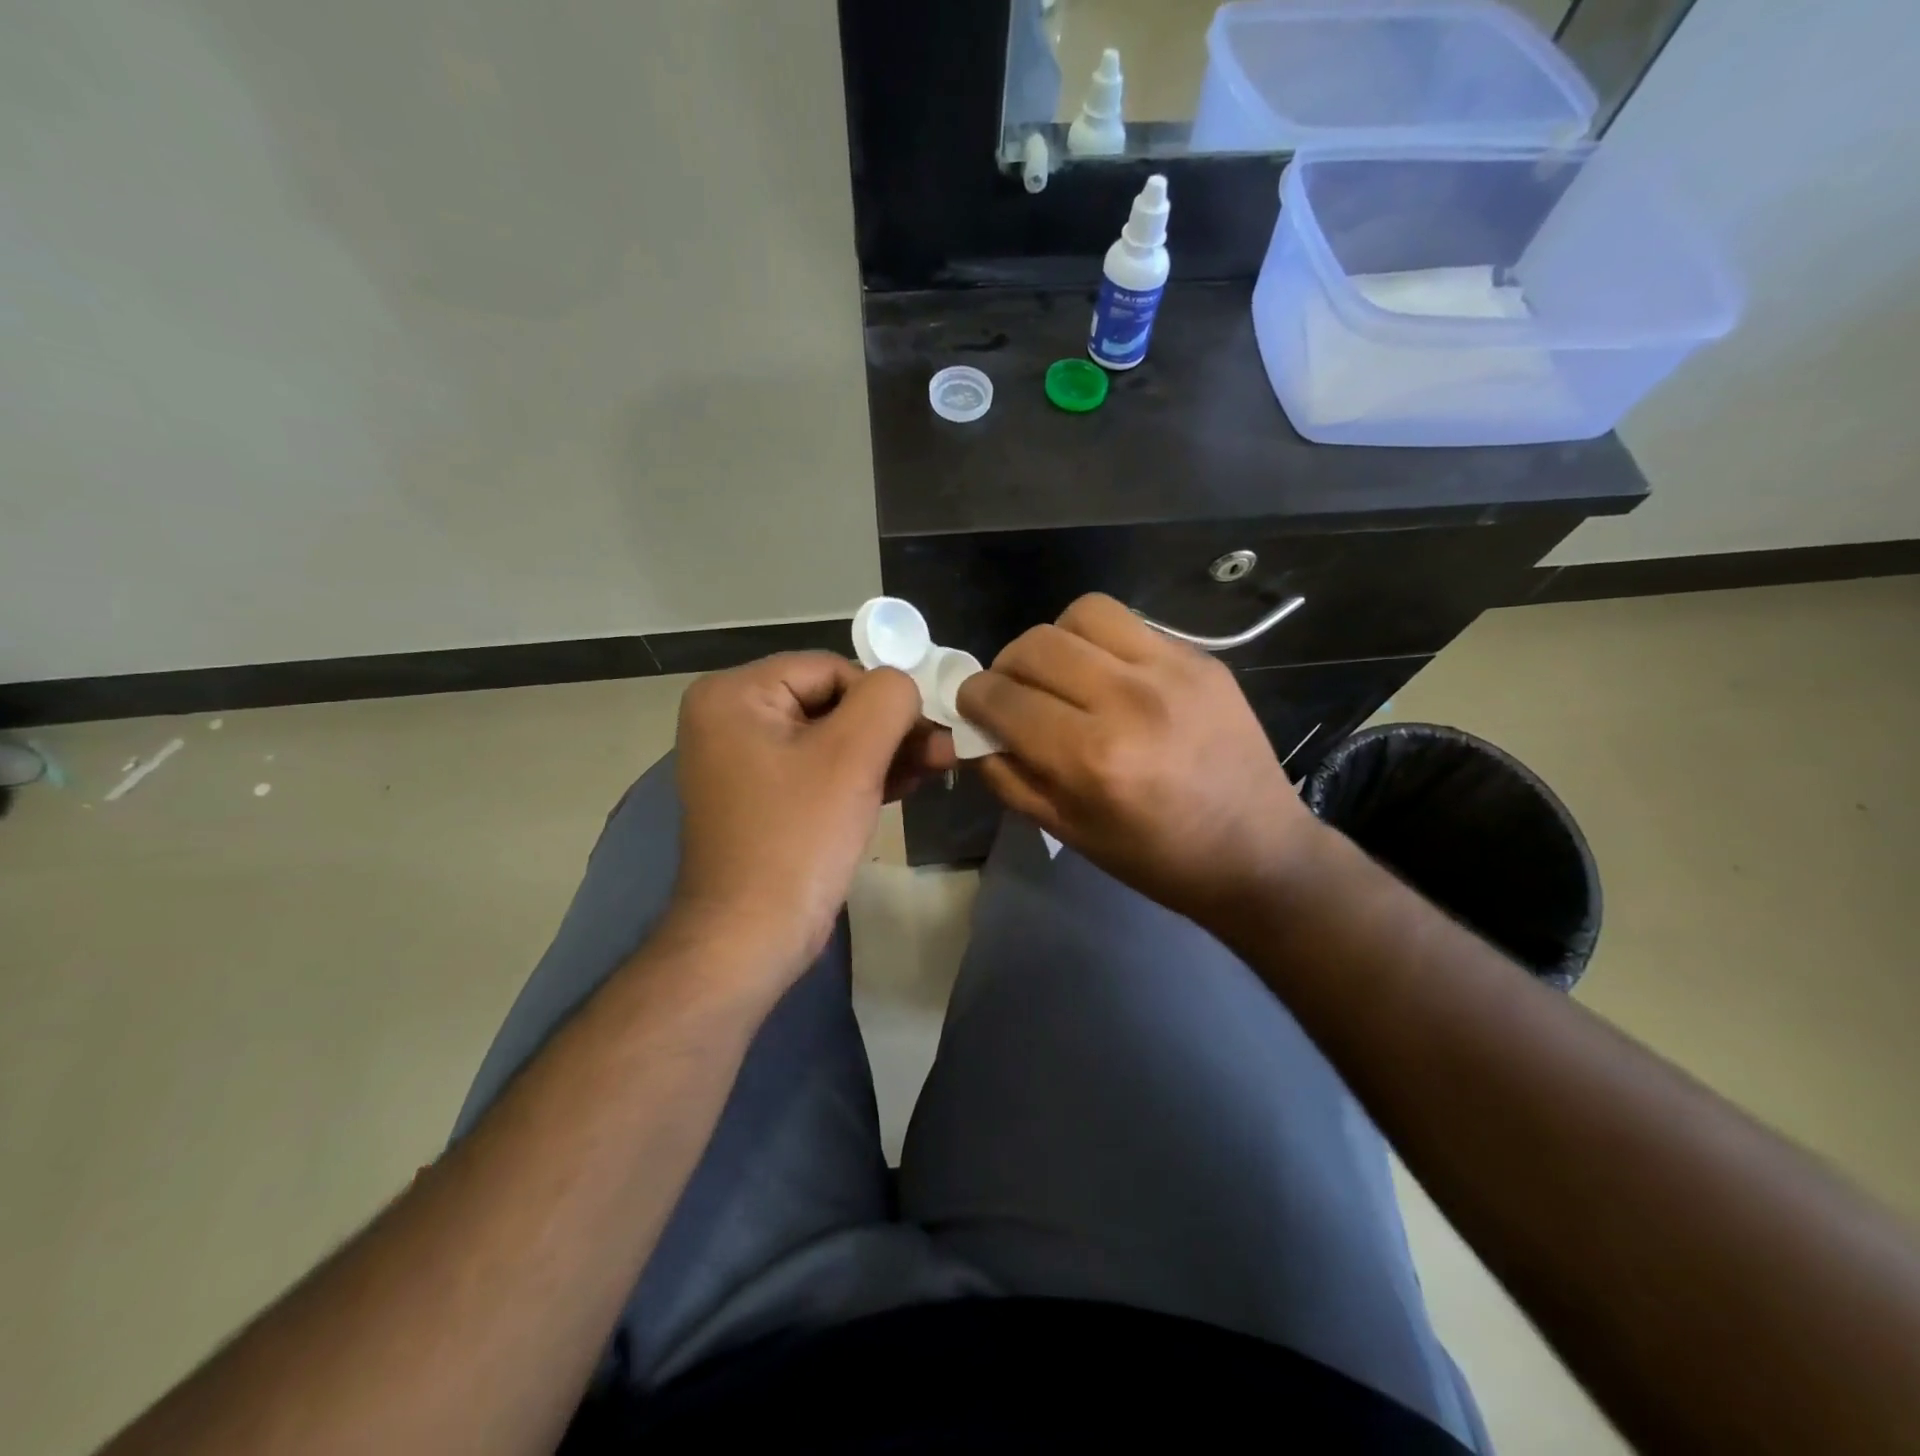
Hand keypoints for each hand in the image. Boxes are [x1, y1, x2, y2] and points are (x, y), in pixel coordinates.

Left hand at [672, 653, 952, 984]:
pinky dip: (862, 775)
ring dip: (885, 751)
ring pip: (831, 738)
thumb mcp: (852, 755)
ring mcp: (744, 762)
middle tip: (943, 748)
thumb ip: (889, 698)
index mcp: (734, 695)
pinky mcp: (765, 799)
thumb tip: (904, 684)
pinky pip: (820, 770)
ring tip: (939, 764)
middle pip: (831, 702)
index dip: (883, 696)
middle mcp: (730, 719)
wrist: (752, 937)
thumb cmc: (798, 837)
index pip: (829, 669)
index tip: (927, 729)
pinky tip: (909, 782)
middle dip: (891, 727)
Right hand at [957, 594, 1324, 931]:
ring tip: (1061, 673)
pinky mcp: (1201, 658)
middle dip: (1006, 667)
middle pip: (1035, 645)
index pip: (1003, 698)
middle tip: (1014, 693)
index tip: (975, 706)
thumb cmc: (1155, 857)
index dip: (973, 698)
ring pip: (1082, 614)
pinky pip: (1128, 624)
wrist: (1257, 851)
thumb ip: (1006, 776)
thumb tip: (972, 731)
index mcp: (1091, 758)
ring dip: (1054, 641)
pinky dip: (1101, 644)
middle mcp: (1128, 701)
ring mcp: (1171, 671)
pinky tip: (1109, 676)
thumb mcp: (1067, 832)